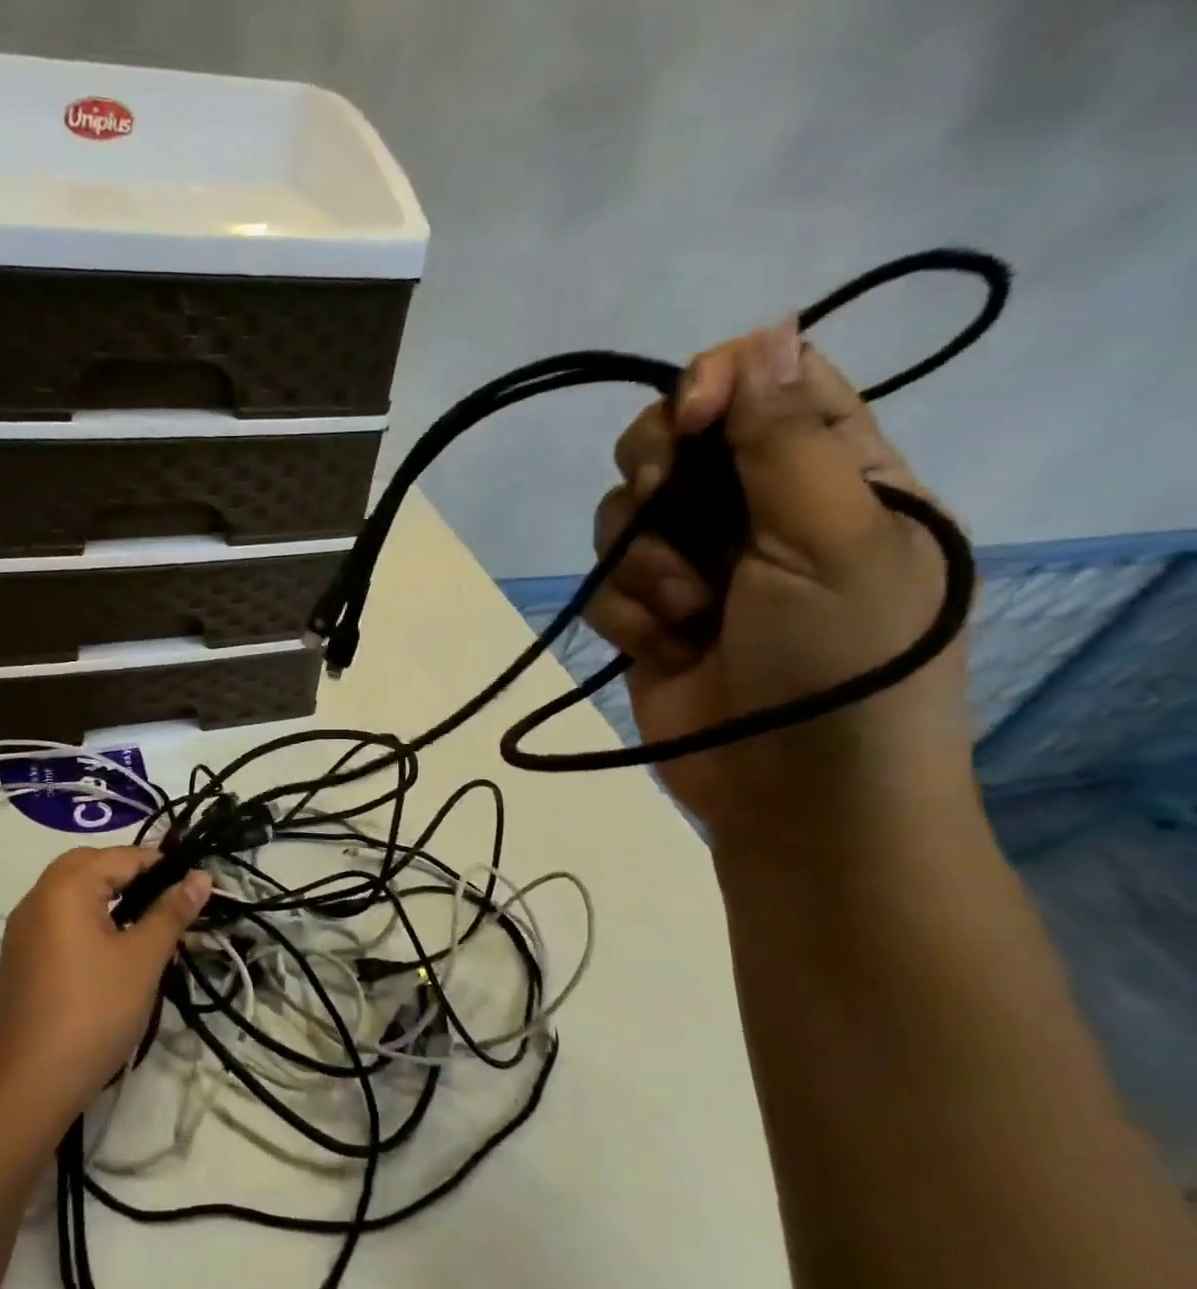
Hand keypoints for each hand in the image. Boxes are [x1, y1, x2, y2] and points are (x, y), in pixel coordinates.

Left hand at [0, 847, 211, 1129]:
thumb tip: (201, 876)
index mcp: (66, 887)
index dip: (164, 866)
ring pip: (72, 893)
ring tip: (148, 924)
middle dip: (132, 875)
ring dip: (109, 897)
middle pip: (90, 866)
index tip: (198, 886)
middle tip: (168, 899)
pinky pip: (60, 920)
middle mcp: (38, 897)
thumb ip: (172, 911)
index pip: (122, 856)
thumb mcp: (143, 959)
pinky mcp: (21, 958)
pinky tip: (114, 950)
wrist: (26, 1084)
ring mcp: (23, 930)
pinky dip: (89, 920)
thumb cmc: (93, 1011)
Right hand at [588, 319, 976, 841]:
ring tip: (686, 614)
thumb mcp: (839, 538)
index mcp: (834, 476)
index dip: (718, 382)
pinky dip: (625, 614)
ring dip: (642, 562)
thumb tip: (766, 334)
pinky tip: (661, 648)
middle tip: (666, 509)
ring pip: (626, 516)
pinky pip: (604, 585)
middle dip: (657, 472)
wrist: (796, 794)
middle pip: (676, 442)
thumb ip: (790, 440)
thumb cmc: (843, 661)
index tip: (692, 416)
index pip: (769, 384)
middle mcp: (757, 513)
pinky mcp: (647, 620)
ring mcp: (695, 570)